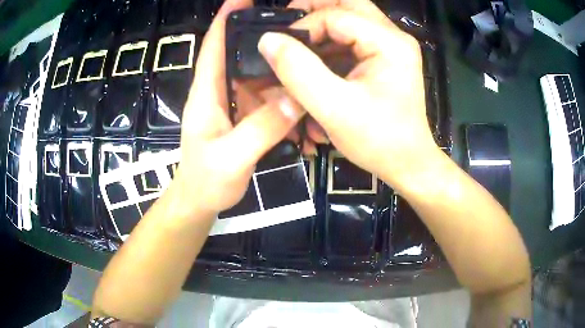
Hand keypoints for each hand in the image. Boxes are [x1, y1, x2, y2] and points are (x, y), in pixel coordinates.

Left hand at [171, 0, 303, 218]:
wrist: (201, 201)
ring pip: (260, 72)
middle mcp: (221, 90)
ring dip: (280, 61)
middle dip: (263, 32)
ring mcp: (236, 102)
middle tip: (295, 20)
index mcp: (206, 92)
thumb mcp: (231, 158)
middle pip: (241, 51)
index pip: (215, 45)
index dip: (227, 17)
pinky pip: (269, 95)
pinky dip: (286, 89)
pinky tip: (305, 86)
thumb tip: (297, 97)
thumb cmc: (205, 181)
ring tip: (309, 49)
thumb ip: (261, 129)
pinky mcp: (247, 115)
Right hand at [259, 0, 438, 192]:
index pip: (335, 15)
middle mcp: (393, 37)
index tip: (280, 51)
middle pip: (346, 5)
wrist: (408, 164)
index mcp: (389, 42)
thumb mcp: (334, 108)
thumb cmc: (379, 141)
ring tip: (298, 54)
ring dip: (319, 32)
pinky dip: (329, 49)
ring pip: (347, 21)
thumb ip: (299, 71)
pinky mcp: (384, 60)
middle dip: (312, 13)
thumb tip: (268, 40)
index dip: (302, 28)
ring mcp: (390, 47)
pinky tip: (316, 69)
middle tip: (287, 31)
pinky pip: (351, 41)